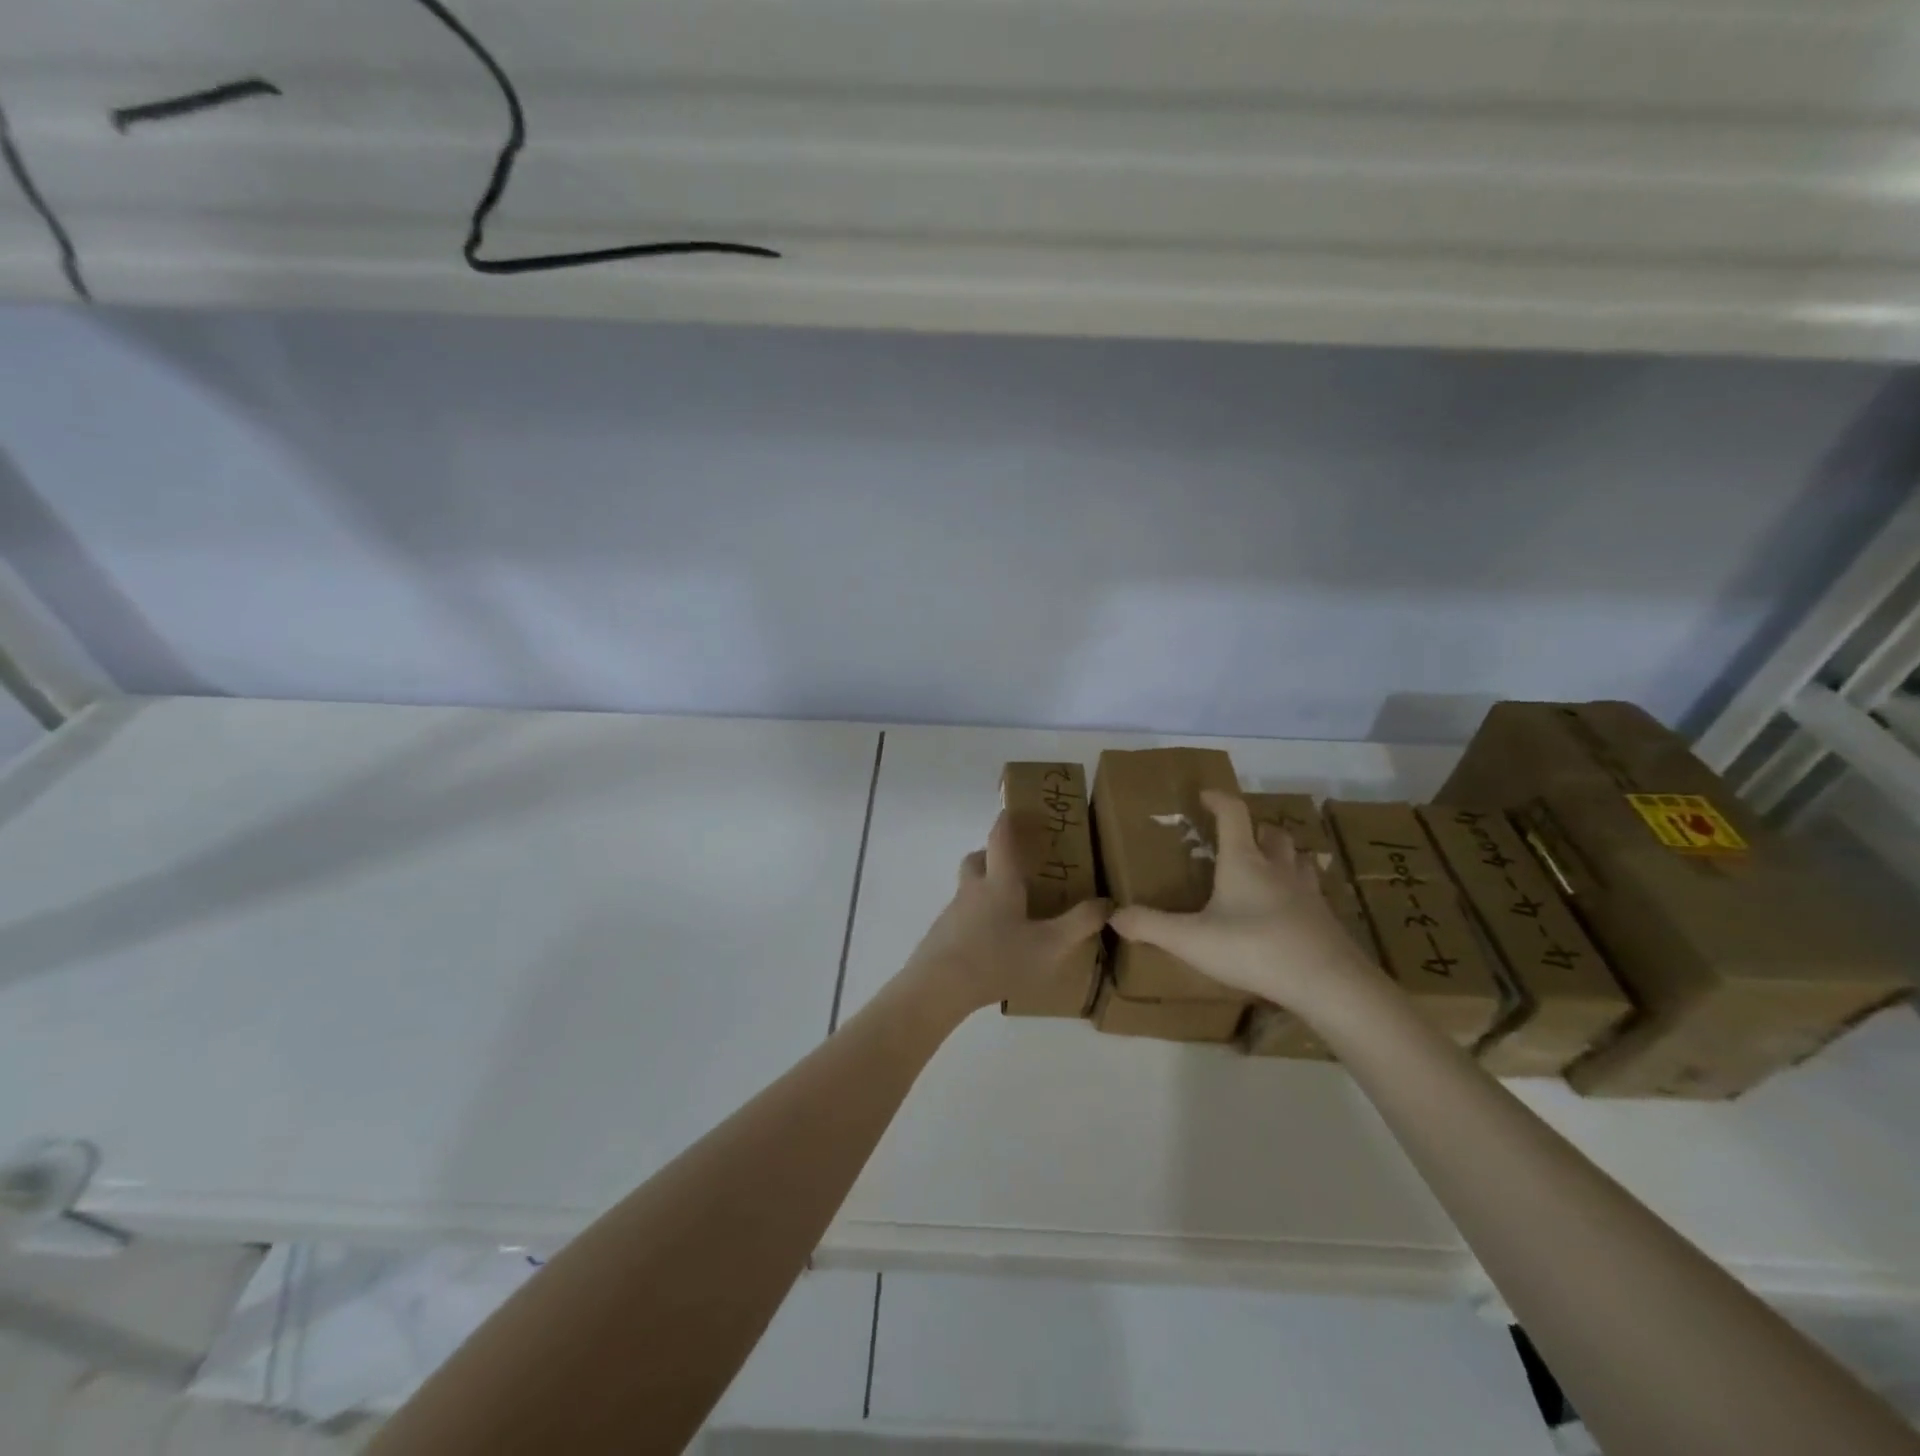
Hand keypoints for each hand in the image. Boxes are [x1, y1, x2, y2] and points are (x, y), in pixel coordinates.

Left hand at [903, 812, 1110, 1015]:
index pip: (1000, 838)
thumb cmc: (998, 958)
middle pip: (978, 859)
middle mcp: (973, 888)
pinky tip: (992, 943)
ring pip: (969, 887)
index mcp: (999, 882)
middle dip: (994, 856)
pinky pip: (963, 915)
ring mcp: (953, 911)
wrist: (938, 987)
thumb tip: (1107, 902)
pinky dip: (977, 918)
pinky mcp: (942, 934)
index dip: (1007, 820)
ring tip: (1010, 911)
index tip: (1015, 809)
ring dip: (986, 889)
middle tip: (1017, 867)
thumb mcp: (1050, 946)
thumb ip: (1080, 923)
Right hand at [1110, 790, 1372, 1012]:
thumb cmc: (1254, 949)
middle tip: (1239, 838)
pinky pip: (1313, 891)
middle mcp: (1277, 868)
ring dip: (1283, 854)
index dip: (1218, 799)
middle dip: (1255, 828)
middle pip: (1272, 833)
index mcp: (1244, 862)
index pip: (1233, 814)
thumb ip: (1151, 926)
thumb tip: (1114, 916)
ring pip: (1298, 858)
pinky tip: (1292, 908)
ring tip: (1269, 867)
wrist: (1328, 983)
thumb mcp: (1191, 941)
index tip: (1205, 796)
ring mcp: (1307, 892)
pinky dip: (1300, 889)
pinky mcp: (1326, 918)